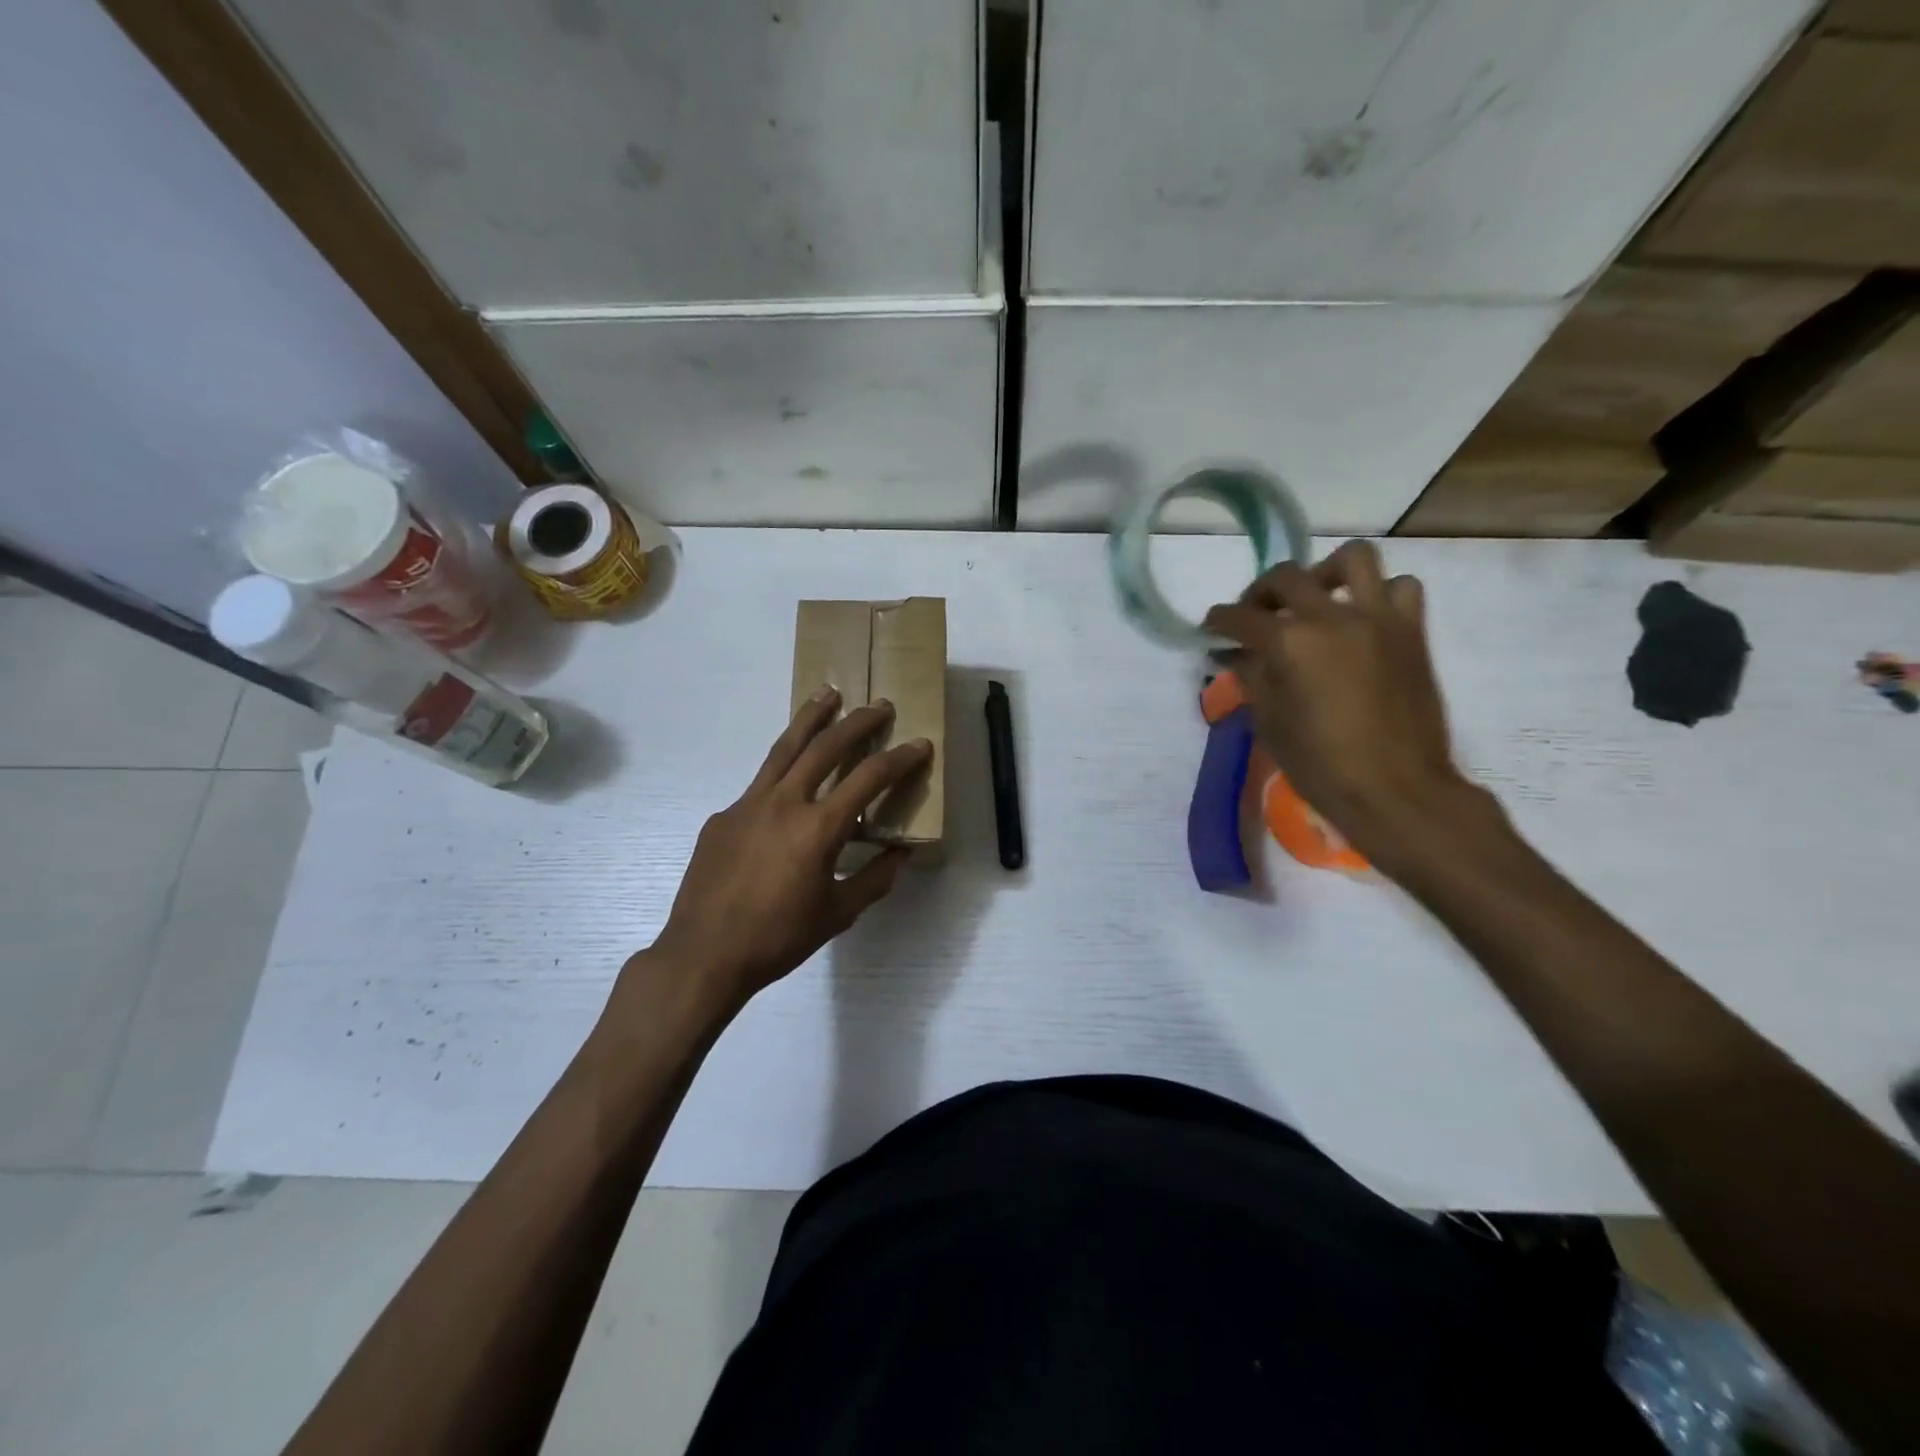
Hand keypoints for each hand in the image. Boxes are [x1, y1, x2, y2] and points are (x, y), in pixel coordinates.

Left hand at [640, 688, 932, 1015]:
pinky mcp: (723, 816)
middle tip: (880, 705)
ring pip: (784, 748)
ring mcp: (748, 804)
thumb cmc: (778, 939)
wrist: (703, 955)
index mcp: (818, 828)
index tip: (919, 744)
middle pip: (825, 746)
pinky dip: (781, 773)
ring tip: (828, 693)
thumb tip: (899, 855)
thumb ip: (874, 880)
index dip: (899, 758)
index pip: (868, 778)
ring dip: (811, 718)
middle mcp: (784, 803)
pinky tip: (787, 788)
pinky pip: (759, 786)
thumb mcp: (837, 914)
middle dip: (858, 721)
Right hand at [1204, 540, 1473, 858]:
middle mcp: (1331, 617)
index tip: (1211, 628)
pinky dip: (1380, 594)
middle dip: (1260, 592)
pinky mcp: (1411, 631)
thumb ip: (1252, 677)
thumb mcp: (1270, 722)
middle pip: (1286, 577)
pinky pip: (1401, 588)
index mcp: (1289, 643)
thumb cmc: (1320, 764)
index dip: (1219, 621)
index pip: (1240, 617)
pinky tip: (1363, 618)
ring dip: (1325, 572)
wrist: (1395, 789)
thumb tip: (1236, 654)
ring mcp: (1377, 618)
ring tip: (1317, 597)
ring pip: (1353, 559)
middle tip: (1255, 615)